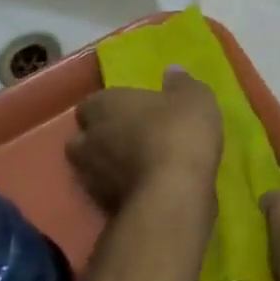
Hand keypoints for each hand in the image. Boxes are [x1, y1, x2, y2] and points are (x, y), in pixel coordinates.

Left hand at [67, 67, 222, 212]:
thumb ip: (181, 83)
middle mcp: (89, 140)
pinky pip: (109, 193)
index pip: (92, 103)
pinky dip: (121, 190)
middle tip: (130, 136)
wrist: (174, 195)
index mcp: (105, 105)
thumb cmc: (179, 132)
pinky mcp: (104, 209)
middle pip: (84, 137)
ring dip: (109, 166)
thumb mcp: (194, 98)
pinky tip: (147, 187)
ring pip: (93, 168)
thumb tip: (172, 71)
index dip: (110, 106)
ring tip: (138, 164)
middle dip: (101, 137)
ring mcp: (93, 178)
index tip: (130, 108)